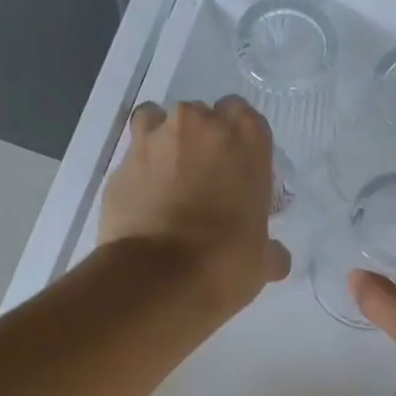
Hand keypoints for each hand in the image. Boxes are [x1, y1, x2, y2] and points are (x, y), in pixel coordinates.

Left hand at [99, 97, 290, 314]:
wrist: (161, 278)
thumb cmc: (227, 261)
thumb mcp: (263, 260)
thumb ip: (270, 248)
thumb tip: (275, 256)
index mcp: (246, 139)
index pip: (245, 117)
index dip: (239, 143)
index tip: (238, 170)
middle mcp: (200, 125)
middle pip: (202, 117)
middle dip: (202, 142)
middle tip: (204, 180)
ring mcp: (155, 139)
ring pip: (159, 123)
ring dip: (165, 145)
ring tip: (168, 182)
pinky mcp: (120, 164)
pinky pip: (133, 158)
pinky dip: (139, 174)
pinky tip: (144, 203)